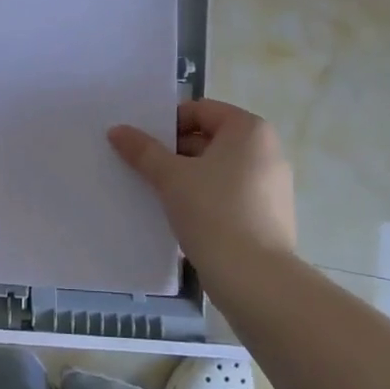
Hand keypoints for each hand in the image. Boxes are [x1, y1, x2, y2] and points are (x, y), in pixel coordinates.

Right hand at [108, 98, 296, 287]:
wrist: (254, 278)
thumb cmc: (214, 212)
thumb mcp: (170, 177)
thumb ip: (143, 150)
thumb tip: (117, 130)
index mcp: (249, 130)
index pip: (199, 110)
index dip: (167, 124)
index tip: (143, 145)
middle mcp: (267, 150)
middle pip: (209, 139)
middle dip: (174, 152)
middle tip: (144, 169)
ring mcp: (272, 184)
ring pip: (218, 169)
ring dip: (188, 176)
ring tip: (158, 194)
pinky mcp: (269, 214)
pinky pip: (230, 193)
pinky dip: (206, 198)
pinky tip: (183, 217)